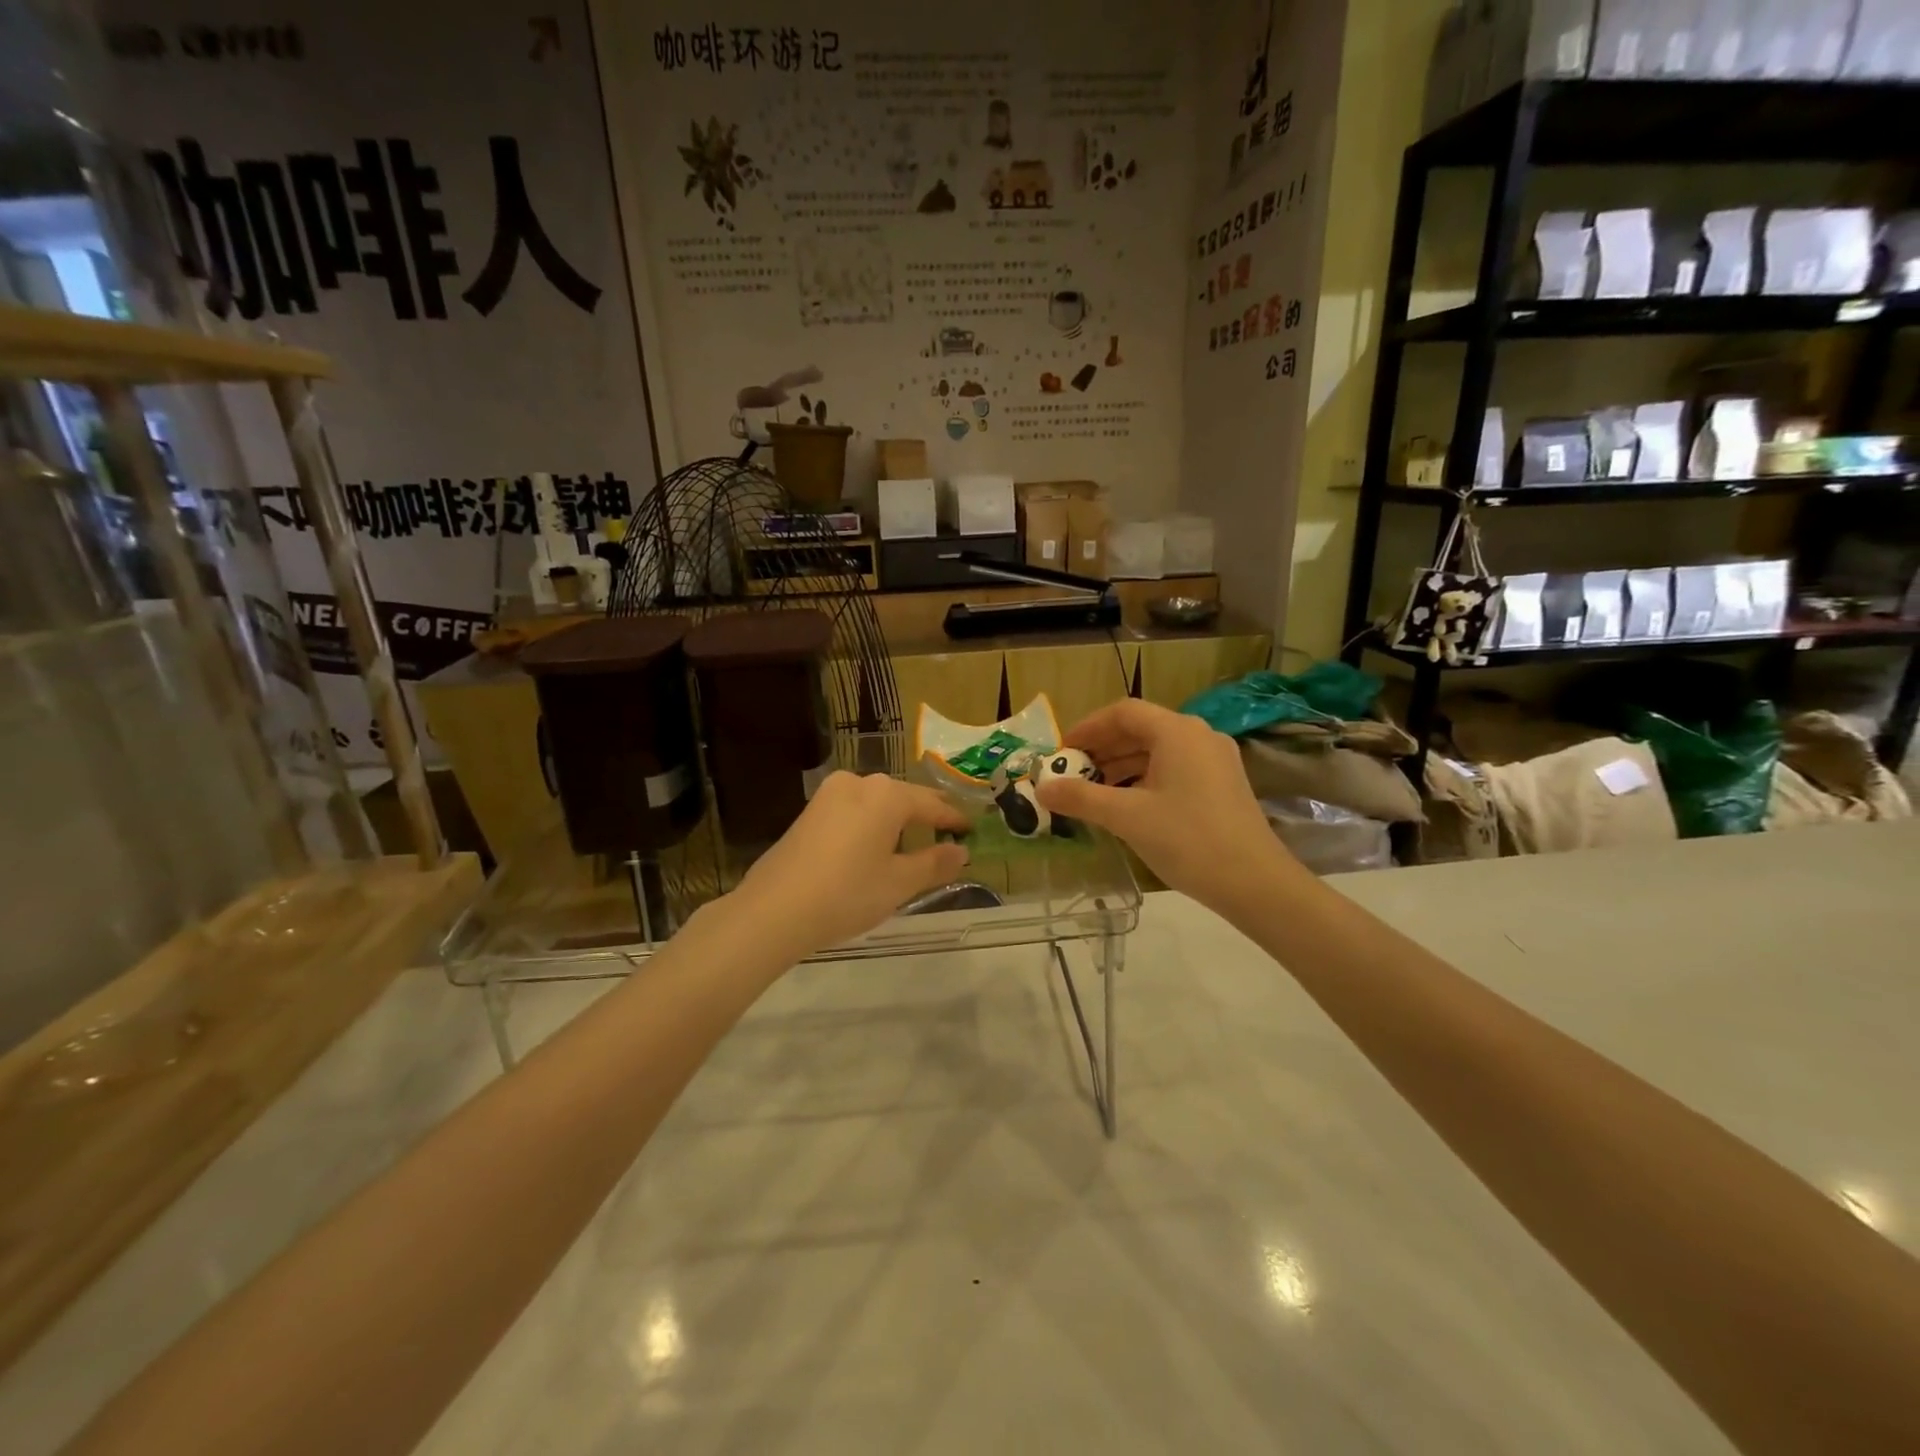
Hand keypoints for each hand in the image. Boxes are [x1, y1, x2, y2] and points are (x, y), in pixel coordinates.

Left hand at [727, 772, 970, 961]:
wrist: (774, 910)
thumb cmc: (847, 894)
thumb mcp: (899, 883)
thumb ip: (934, 864)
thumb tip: (961, 852)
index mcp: (886, 795)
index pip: (932, 804)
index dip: (953, 819)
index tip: (970, 829)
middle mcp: (859, 783)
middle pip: (903, 797)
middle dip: (926, 814)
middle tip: (947, 831)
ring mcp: (829, 795)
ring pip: (876, 802)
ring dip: (897, 818)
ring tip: (914, 838)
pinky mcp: (810, 811)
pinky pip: (854, 810)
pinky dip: (872, 822)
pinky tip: (875, 842)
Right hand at [1034, 699, 1301, 917]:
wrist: (1255, 883)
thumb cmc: (1187, 840)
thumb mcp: (1127, 817)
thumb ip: (1081, 798)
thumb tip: (1041, 788)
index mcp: (1177, 732)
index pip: (1123, 712)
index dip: (1087, 728)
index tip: (1062, 751)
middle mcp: (1199, 736)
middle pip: (1141, 729)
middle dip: (1103, 749)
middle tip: (1072, 774)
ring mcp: (1216, 760)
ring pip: (1158, 751)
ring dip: (1122, 766)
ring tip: (1094, 792)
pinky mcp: (1223, 784)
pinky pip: (1175, 769)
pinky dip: (1145, 779)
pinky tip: (1128, 806)